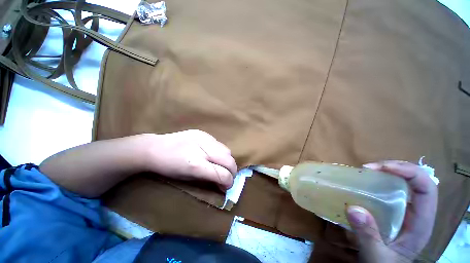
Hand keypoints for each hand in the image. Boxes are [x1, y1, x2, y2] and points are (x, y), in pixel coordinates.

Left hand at [143, 130, 236, 189]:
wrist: (154, 149)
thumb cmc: (168, 169)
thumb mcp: (187, 179)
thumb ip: (207, 180)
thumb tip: (222, 184)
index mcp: (196, 165)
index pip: (223, 174)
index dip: (228, 183)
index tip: (226, 187)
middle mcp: (203, 150)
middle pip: (229, 161)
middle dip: (232, 172)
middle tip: (227, 178)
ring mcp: (203, 138)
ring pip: (227, 150)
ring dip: (227, 161)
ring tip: (220, 167)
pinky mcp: (201, 132)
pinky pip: (218, 143)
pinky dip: (219, 152)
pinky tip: (211, 156)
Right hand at [345, 161, 437, 262]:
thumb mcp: (376, 258)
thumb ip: (367, 235)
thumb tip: (353, 208)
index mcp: (423, 225)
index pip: (427, 188)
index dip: (410, 173)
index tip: (386, 169)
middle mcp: (425, 215)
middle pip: (422, 181)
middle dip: (403, 170)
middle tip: (379, 168)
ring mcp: (418, 215)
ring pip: (415, 185)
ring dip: (398, 175)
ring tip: (379, 173)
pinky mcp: (410, 216)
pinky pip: (407, 193)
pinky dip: (396, 185)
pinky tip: (383, 186)